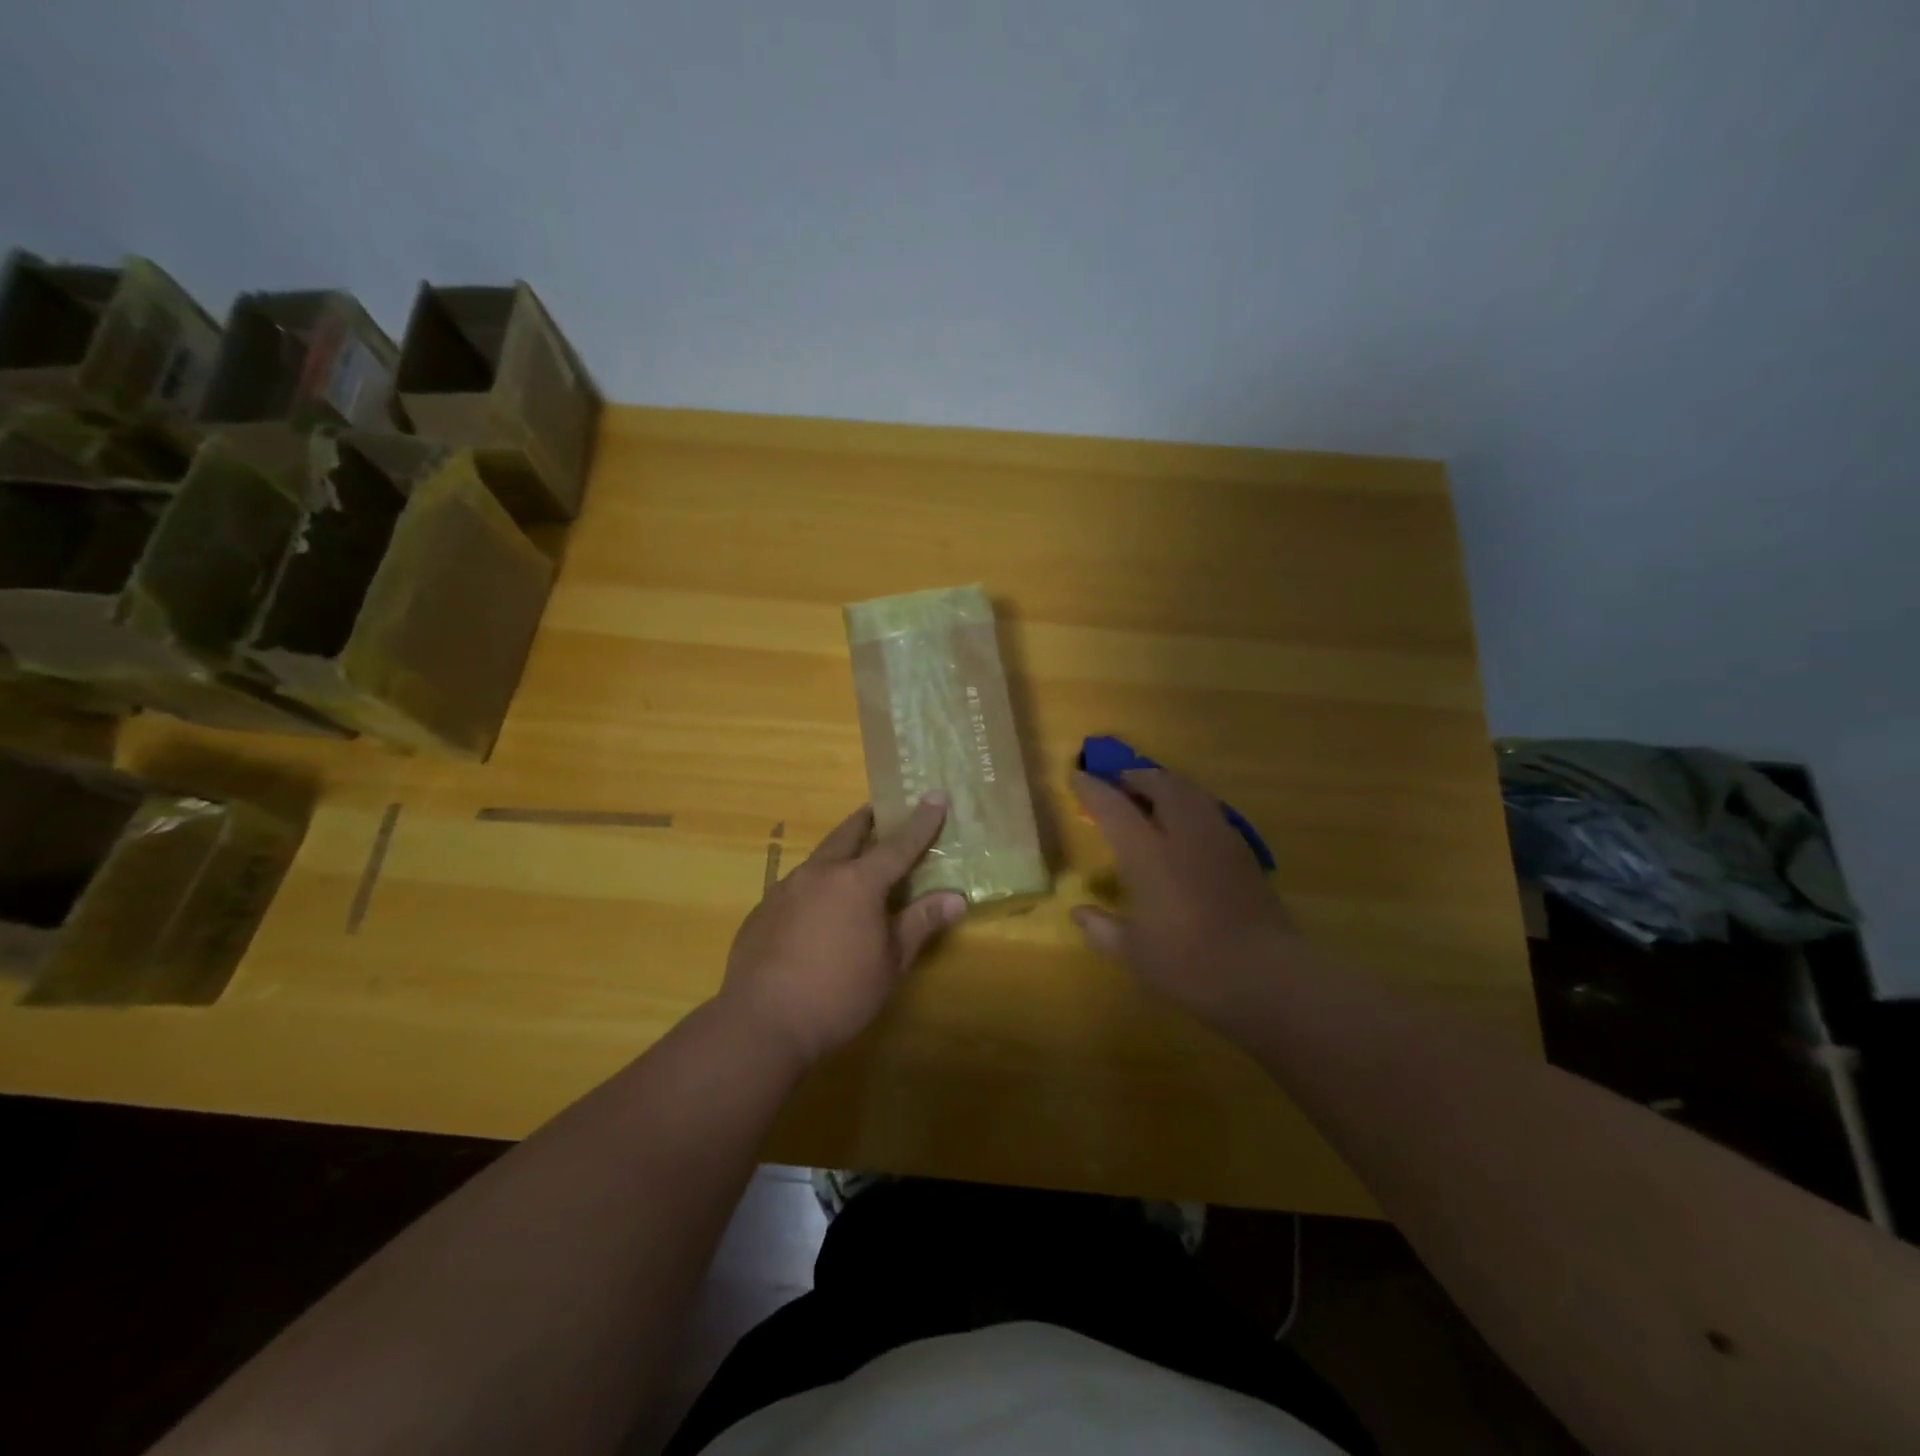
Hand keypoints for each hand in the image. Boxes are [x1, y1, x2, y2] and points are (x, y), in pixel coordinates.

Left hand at [718, 797, 966, 1065]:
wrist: (762, 1022)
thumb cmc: (839, 993)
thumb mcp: (890, 963)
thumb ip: (920, 923)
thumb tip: (955, 898)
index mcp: (858, 882)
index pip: (898, 844)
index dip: (921, 821)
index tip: (936, 796)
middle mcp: (820, 873)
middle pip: (848, 834)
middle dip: (868, 820)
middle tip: (880, 812)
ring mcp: (785, 889)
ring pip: (819, 858)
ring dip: (839, 852)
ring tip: (850, 862)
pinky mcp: (762, 910)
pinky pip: (796, 886)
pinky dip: (815, 885)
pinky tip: (815, 911)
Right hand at [1072, 768, 1301, 1031]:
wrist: (1266, 975)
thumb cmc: (1190, 965)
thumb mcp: (1134, 953)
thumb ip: (1101, 928)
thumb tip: (1078, 912)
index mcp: (1148, 854)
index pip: (1113, 807)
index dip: (1092, 789)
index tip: (1077, 777)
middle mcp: (1183, 833)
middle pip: (1159, 784)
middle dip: (1136, 777)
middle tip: (1119, 784)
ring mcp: (1219, 838)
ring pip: (1191, 791)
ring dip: (1166, 784)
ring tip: (1153, 796)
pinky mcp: (1244, 851)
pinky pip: (1210, 810)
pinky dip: (1191, 804)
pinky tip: (1187, 826)